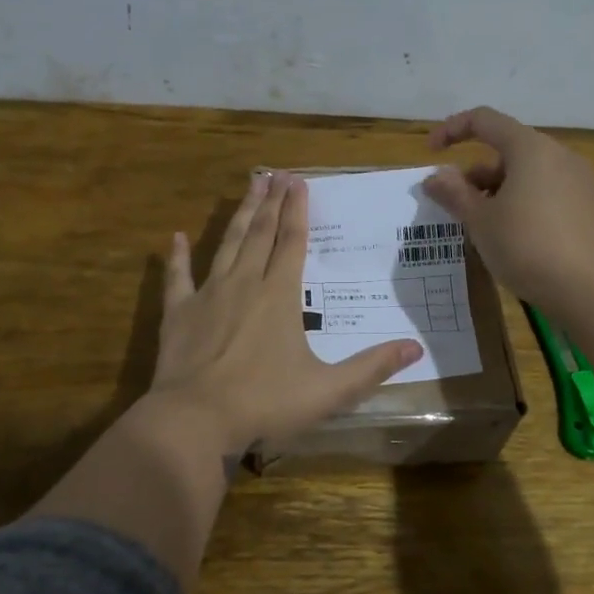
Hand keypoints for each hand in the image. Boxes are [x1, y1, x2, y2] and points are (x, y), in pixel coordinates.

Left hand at [149, 170, 423, 451]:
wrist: (194, 420)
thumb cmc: (264, 403)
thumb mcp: (328, 390)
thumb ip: (372, 368)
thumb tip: (416, 348)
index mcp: (279, 296)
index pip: (293, 243)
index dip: (298, 211)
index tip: (299, 181)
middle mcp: (244, 284)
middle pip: (260, 234)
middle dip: (271, 202)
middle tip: (276, 173)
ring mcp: (208, 295)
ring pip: (227, 244)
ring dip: (239, 214)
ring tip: (249, 186)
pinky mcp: (178, 313)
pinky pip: (177, 278)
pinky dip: (177, 256)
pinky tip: (176, 236)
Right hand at [426, 106, 593, 310]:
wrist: (588, 289)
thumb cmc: (526, 246)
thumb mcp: (480, 221)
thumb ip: (454, 193)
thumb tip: (435, 177)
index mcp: (530, 148)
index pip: (484, 120)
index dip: (452, 130)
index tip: (431, 154)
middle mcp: (557, 155)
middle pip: (506, 149)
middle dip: (474, 173)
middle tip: (455, 205)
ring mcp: (577, 180)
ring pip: (525, 173)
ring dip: (495, 190)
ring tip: (480, 226)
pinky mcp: (586, 205)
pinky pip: (544, 190)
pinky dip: (520, 201)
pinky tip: (510, 236)